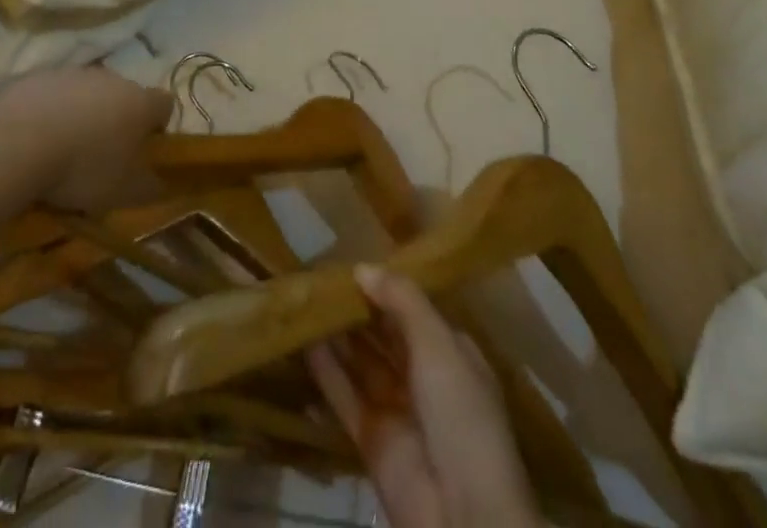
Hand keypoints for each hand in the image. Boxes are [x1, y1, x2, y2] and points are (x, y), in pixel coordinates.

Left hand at [0, 68, 172, 213]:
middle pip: (124, 96)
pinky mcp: (39, 77)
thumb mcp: (125, 192)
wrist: (17, 143)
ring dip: (83, 115)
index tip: (143, 151)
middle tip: (101, 156)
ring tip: (64, 150)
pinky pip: (54, 95)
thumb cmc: (83, 168)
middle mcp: (113, 78)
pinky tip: (36, 140)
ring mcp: (74, 74)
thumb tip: (159, 182)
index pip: (165, 104)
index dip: (158, 127)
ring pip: (88, 94)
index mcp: (140, 102)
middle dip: (117, 121)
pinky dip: (52, 113)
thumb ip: (150, 186)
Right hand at [308, 267, 541, 527]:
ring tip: (308, 300)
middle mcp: (424, 377)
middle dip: (359, 309)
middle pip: (385, 335)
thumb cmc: (460, 413)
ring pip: (362, 362)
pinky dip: (326, 371)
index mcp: (451, 353)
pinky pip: (345, 396)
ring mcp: (396, 409)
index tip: (353, 263)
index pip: (414, 310)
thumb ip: (402, 301)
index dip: (386, 288)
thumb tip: (363, 268)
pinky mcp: (370, 438)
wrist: (462, 513)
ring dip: (338, 335)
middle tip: (322, 276)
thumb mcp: (439, 345)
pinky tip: (304, 342)